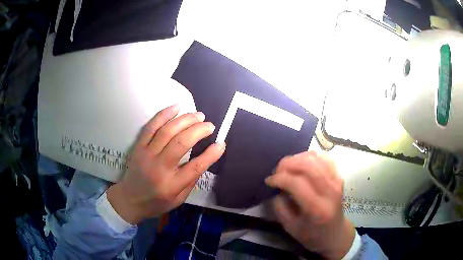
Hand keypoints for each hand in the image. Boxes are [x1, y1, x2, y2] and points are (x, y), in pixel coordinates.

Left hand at [107, 104, 225, 223]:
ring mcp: (147, 155)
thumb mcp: (178, 200)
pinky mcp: (139, 147)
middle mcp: (159, 168)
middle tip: (210, 125)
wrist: (129, 200)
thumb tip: (204, 160)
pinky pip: (151, 127)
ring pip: (167, 131)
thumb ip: (191, 181)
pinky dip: (164, 115)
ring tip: (198, 115)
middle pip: (181, 143)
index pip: (195, 167)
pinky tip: (176, 107)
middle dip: (199, 130)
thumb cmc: (156, 202)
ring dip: (185, 120)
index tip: (221, 143)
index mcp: (171, 185)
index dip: (211, 154)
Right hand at [265, 151, 354, 259]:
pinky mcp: (338, 177)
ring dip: (298, 158)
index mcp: (317, 208)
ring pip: (316, 158)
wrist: (336, 235)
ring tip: (288, 168)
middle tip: (277, 171)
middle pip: (308, 165)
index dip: (279, 178)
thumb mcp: (290, 228)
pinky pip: (324, 158)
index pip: (296, 183)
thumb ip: (279, 207)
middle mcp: (330, 191)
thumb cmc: (312, 235)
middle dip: (287, 163)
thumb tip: (276, 188)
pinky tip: (302, 165)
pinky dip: (310, 157)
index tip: (268, 181)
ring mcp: (337, 181)